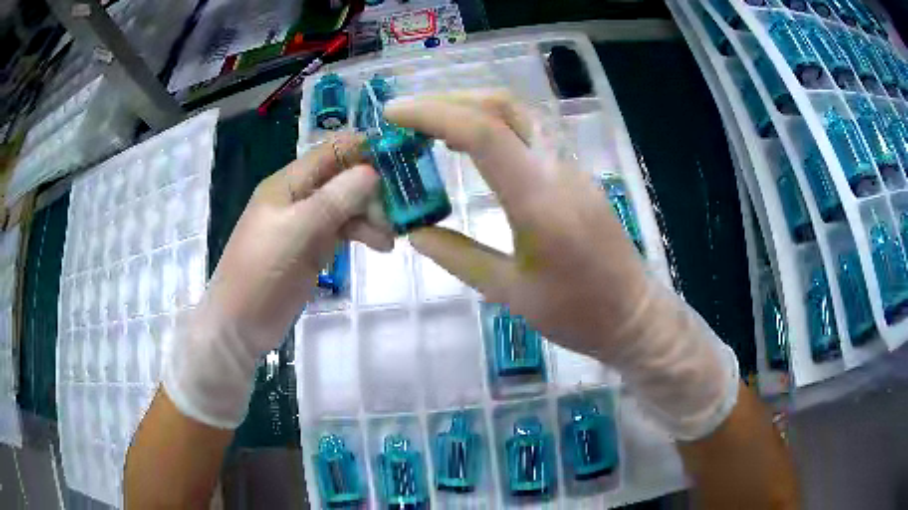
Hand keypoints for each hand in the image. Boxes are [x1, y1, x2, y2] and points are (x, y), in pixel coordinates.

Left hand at [163, 133, 392, 427]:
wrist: (241, 324)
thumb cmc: (261, 272)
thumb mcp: (297, 231)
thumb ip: (334, 199)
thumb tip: (373, 172)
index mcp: (288, 183)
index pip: (331, 152)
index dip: (364, 149)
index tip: (402, 158)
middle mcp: (298, 197)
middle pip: (343, 178)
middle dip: (373, 188)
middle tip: (402, 207)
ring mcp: (306, 224)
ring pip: (347, 206)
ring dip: (372, 214)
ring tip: (392, 236)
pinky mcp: (313, 248)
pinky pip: (343, 230)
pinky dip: (364, 233)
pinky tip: (382, 245)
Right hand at [385, 92, 738, 439]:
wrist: (634, 315)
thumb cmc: (576, 314)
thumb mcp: (511, 293)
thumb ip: (459, 258)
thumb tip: (415, 233)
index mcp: (539, 201)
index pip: (483, 133)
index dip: (433, 114)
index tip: (394, 114)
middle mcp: (558, 171)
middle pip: (504, 106)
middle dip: (451, 100)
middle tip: (409, 116)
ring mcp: (572, 169)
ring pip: (521, 115)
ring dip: (474, 109)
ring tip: (432, 126)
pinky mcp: (578, 176)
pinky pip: (533, 134)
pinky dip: (495, 127)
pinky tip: (473, 146)